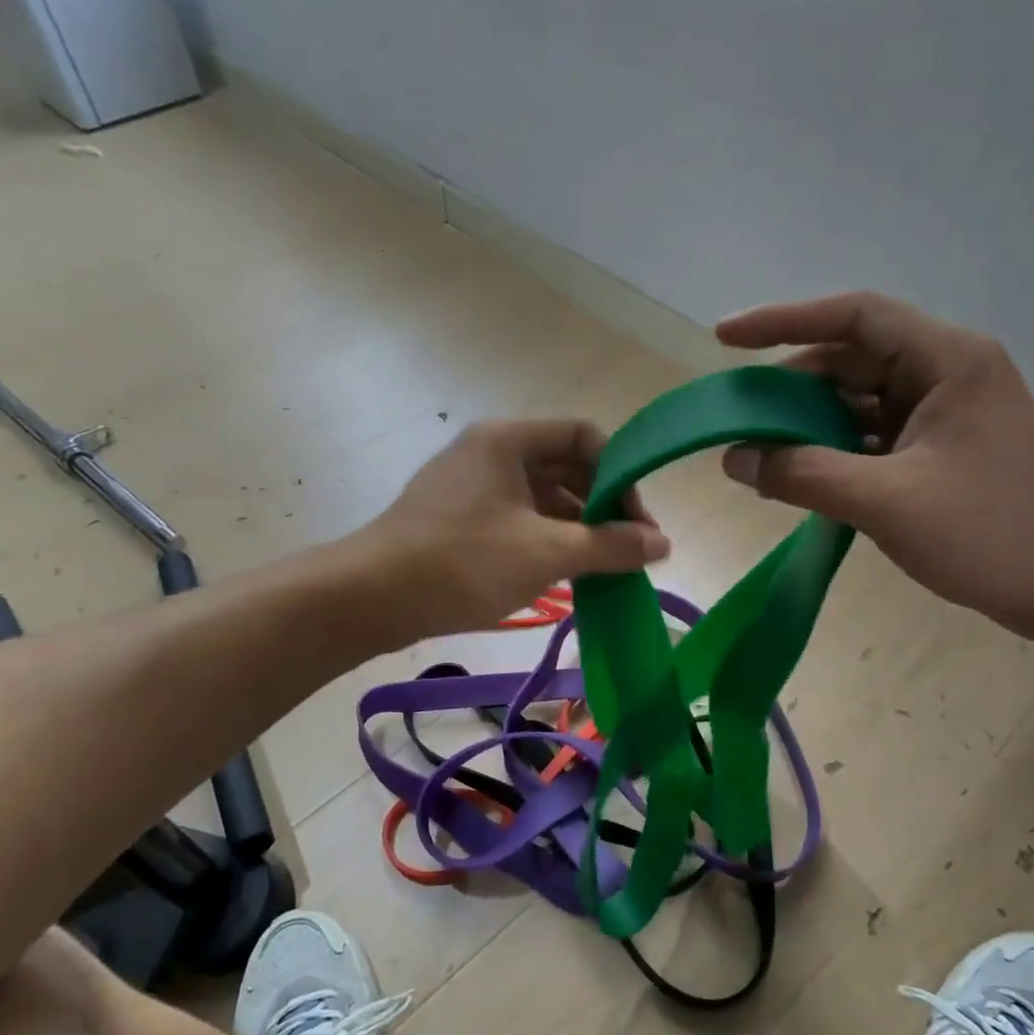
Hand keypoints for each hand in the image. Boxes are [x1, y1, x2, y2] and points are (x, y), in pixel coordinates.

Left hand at [363, 420, 668, 638]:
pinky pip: (516, 520)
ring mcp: (469, 487)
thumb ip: (610, 546)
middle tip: (626, 551)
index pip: (584, 436)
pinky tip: (563, 576)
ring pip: (540, 498)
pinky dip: (545, 542)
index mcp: (508, 440)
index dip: (620, 474)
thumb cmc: (463, 562)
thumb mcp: (546, 553)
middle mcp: (489, 453)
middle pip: (564, 467)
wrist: (370, 598)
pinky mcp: (457, 520)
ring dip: (575, 529)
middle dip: (601, 506)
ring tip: (601, 570)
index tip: (637, 522)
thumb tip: (663, 545)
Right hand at [717, 292, 1033, 641]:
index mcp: (946, 360)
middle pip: (849, 360)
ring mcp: (943, 414)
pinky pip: (870, 437)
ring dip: (808, 425)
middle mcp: (945, 373)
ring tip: (756, 452)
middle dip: (789, 388)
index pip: (853, 317)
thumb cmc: (993, 533)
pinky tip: (797, 477)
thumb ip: (804, 474)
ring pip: (856, 402)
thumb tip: (734, 457)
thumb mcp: (887, 501)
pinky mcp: (939, 451)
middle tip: (735, 418)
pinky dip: (832, 452)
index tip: (724, 338)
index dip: (782, 320)